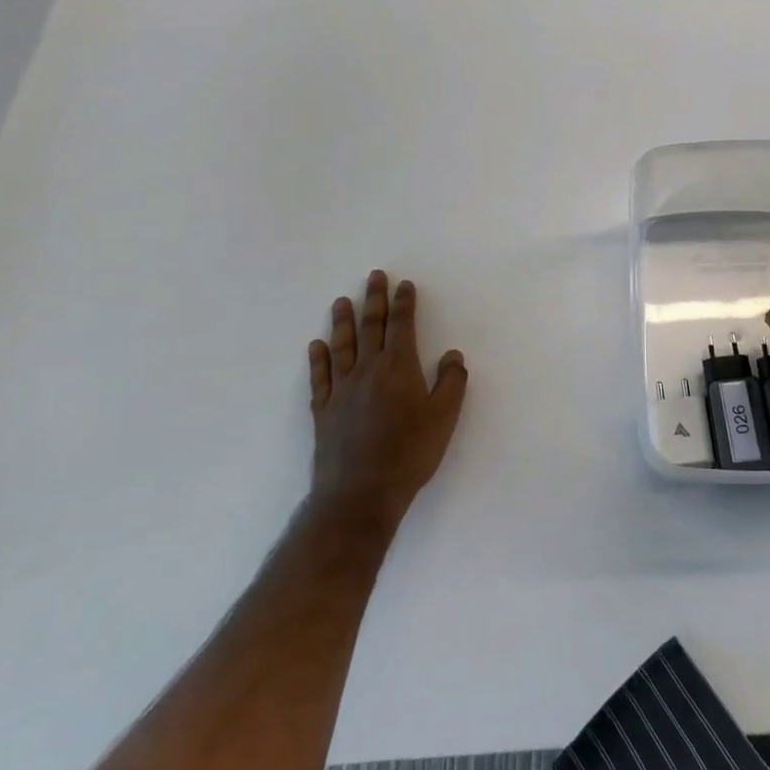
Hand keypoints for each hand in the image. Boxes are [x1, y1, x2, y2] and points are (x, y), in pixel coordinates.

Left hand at [307, 271, 467, 526]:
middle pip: (371, 327)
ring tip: (341, 301)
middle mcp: (368, 370)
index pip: (402, 325)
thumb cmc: (409, 453)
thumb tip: (453, 354)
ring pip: (343, 346)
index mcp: (399, 367)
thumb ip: (451, 382)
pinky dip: (319, 359)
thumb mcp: (444, 418)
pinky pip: (321, 377)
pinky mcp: (324, 411)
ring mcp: (342, 389)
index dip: (404, 303)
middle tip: (373, 277)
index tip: (404, 284)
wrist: (360, 493)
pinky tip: (317, 346)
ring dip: (343, 322)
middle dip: (374, 300)